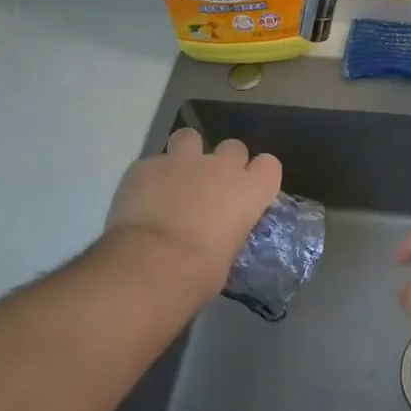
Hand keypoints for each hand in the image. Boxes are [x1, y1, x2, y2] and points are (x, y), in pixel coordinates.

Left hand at [104, 127, 281, 301]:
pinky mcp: (146, 165)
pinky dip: (149, 178)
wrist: (151, 265)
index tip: (248, 192)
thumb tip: (217, 233)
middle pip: (233, 147)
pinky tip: (141, 199)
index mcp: (249, 190)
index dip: (258, 176)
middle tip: (209, 189)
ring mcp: (181, 160)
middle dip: (223, 164)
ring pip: (189, 138)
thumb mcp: (228, 254)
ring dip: (185, 155)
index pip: (269, 165)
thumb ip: (227, 230)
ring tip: (174, 180)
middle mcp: (220, 166)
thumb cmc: (200, 273)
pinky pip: (152, 164)